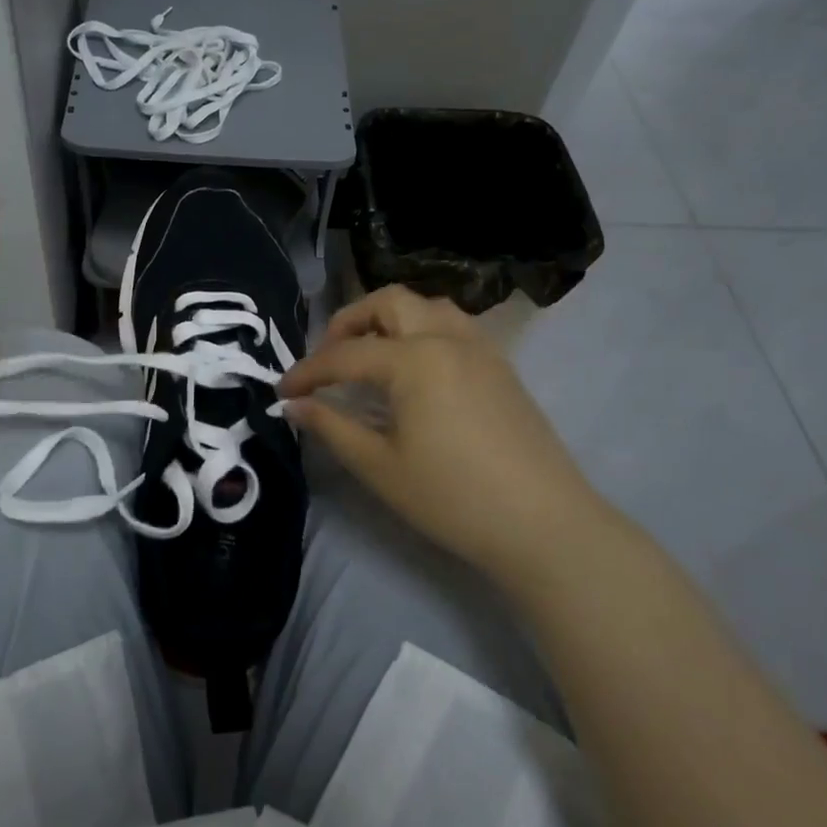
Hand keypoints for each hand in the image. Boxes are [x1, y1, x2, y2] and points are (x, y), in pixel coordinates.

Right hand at [280, 286, 608, 577]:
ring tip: (370, 355)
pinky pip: (454, 326)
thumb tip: (293, 406)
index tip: (282, 392)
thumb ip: (332, 427)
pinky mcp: (501, 367)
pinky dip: (422, 331)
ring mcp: (481, 349)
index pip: (345, 355)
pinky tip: (414, 370)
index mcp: (415, 359)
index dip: (308, 372)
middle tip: (328, 358)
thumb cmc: (452, 497)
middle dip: (349, 321)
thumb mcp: (380, 466)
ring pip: (427, 307)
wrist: (543, 524)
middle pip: (389, 302)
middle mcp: (448, 338)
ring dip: (390, 319)